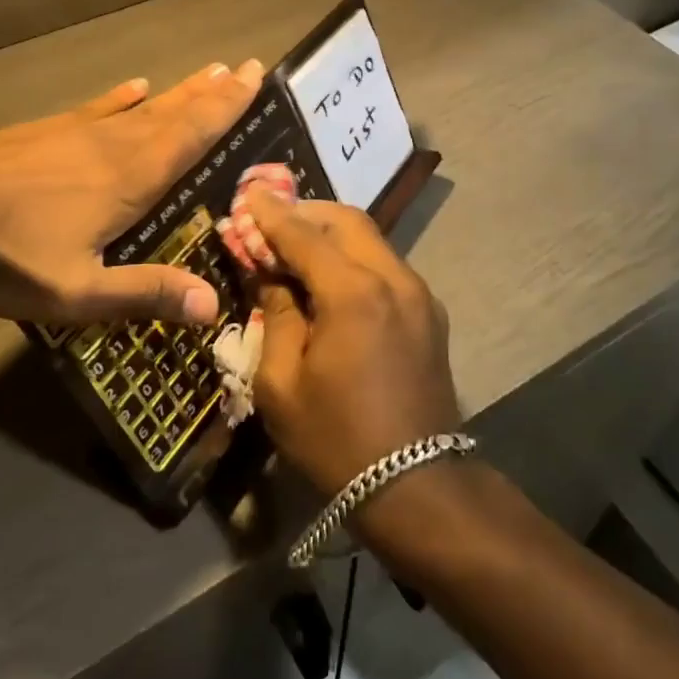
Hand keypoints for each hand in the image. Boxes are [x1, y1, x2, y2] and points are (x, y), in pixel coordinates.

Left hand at [0, 60, 263, 327]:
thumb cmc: (5, 254)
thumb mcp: (76, 292)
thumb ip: (143, 293)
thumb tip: (213, 305)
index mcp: (130, 180)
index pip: (192, 136)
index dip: (227, 108)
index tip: (254, 77)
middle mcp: (114, 146)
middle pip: (175, 114)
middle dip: (213, 93)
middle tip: (246, 67)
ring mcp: (78, 133)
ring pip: (143, 108)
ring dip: (180, 91)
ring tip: (208, 72)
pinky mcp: (46, 132)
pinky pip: (98, 108)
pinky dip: (122, 97)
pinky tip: (134, 86)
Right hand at [243, 191, 461, 496]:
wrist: (418, 486)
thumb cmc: (337, 439)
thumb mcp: (281, 383)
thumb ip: (276, 314)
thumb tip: (272, 275)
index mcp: (354, 293)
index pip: (304, 233)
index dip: (271, 213)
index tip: (248, 192)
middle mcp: (394, 278)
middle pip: (346, 220)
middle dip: (306, 212)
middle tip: (270, 221)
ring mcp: (419, 293)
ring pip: (370, 238)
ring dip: (331, 233)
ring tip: (296, 247)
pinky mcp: (430, 312)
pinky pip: (385, 264)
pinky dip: (354, 257)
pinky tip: (332, 278)